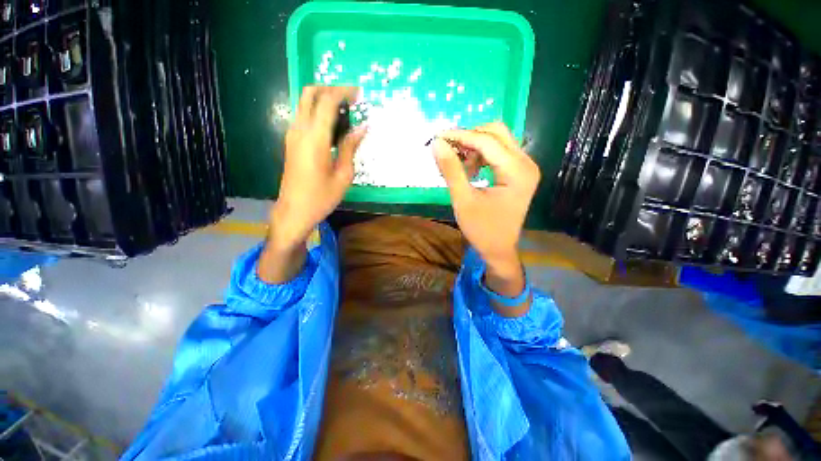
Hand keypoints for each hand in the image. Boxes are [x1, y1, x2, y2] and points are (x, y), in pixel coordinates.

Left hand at [260, 86, 364, 282]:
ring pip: (305, 103)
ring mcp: (292, 135)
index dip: (344, 92)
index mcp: (314, 138)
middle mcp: (299, 130)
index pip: (327, 101)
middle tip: (351, 99)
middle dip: (331, 89)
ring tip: (346, 112)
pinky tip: (333, 126)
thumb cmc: (322, 197)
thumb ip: (350, 147)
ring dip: (324, 100)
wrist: (294, 211)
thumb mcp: (343, 175)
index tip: (360, 93)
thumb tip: (362, 127)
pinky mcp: (291, 141)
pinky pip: (304, 116)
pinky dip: (318, 112)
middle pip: (310, 93)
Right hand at [433, 123, 540, 314]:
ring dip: (474, 146)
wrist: (499, 249)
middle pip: (496, 132)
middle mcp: (526, 163)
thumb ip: (451, 170)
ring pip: (498, 140)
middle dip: (469, 137)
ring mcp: (525, 167)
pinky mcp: (519, 172)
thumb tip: (437, 143)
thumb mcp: (463, 199)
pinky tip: (470, 170)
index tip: (437, 137)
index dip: (460, 136)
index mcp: (517, 171)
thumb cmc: (481, 229)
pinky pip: (499, 152)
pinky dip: (481, 155)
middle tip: (448, 149)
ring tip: (458, 164)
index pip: (487, 141)